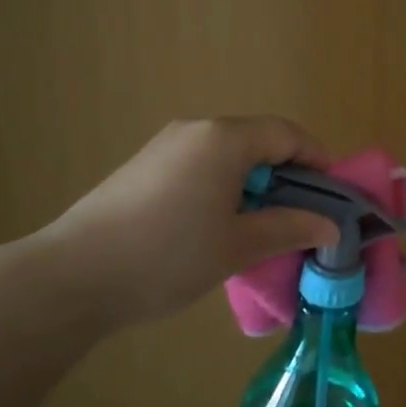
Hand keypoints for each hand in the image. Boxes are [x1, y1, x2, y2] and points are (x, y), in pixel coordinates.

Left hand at [34, 117, 339, 323]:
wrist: (72, 276)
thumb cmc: (168, 255)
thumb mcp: (238, 246)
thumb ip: (289, 228)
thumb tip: (330, 226)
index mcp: (224, 139)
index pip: (287, 135)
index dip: (318, 160)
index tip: (334, 196)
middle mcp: (195, 130)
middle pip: (258, 140)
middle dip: (288, 174)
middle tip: (302, 216)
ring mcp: (164, 146)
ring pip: (228, 155)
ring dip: (255, 183)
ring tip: (263, 226)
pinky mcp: (143, 167)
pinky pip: (200, 165)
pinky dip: (224, 186)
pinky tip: (218, 226)